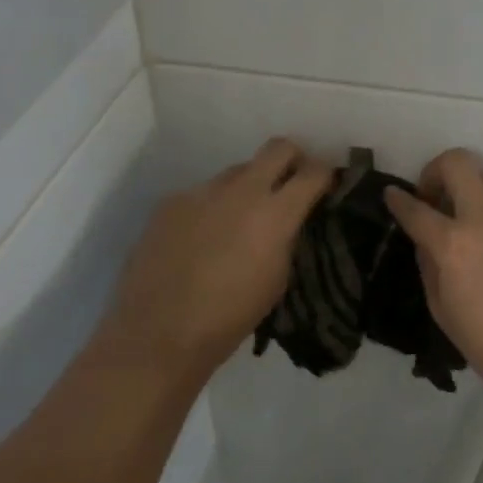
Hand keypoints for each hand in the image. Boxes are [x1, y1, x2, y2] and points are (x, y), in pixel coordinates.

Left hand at [99, 138, 332, 383]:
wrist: (155, 335)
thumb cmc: (228, 319)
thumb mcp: (277, 280)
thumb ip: (286, 238)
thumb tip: (287, 221)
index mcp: (276, 213)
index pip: (314, 172)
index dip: (325, 174)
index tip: (326, 185)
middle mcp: (242, 190)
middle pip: (278, 148)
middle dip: (291, 159)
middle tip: (290, 183)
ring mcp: (203, 191)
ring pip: (237, 171)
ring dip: (247, 187)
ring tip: (236, 222)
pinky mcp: (172, 201)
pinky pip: (203, 194)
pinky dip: (211, 209)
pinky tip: (199, 240)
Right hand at [384, 149, 482, 417]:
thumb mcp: (442, 310)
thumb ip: (429, 263)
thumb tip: (427, 238)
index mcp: (454, 243)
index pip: (416, 208)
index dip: (398, 199)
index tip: (393, 194)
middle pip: (458, 162)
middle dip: (438, 169)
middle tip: (437, 196)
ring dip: (477, 200)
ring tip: (480, 234)